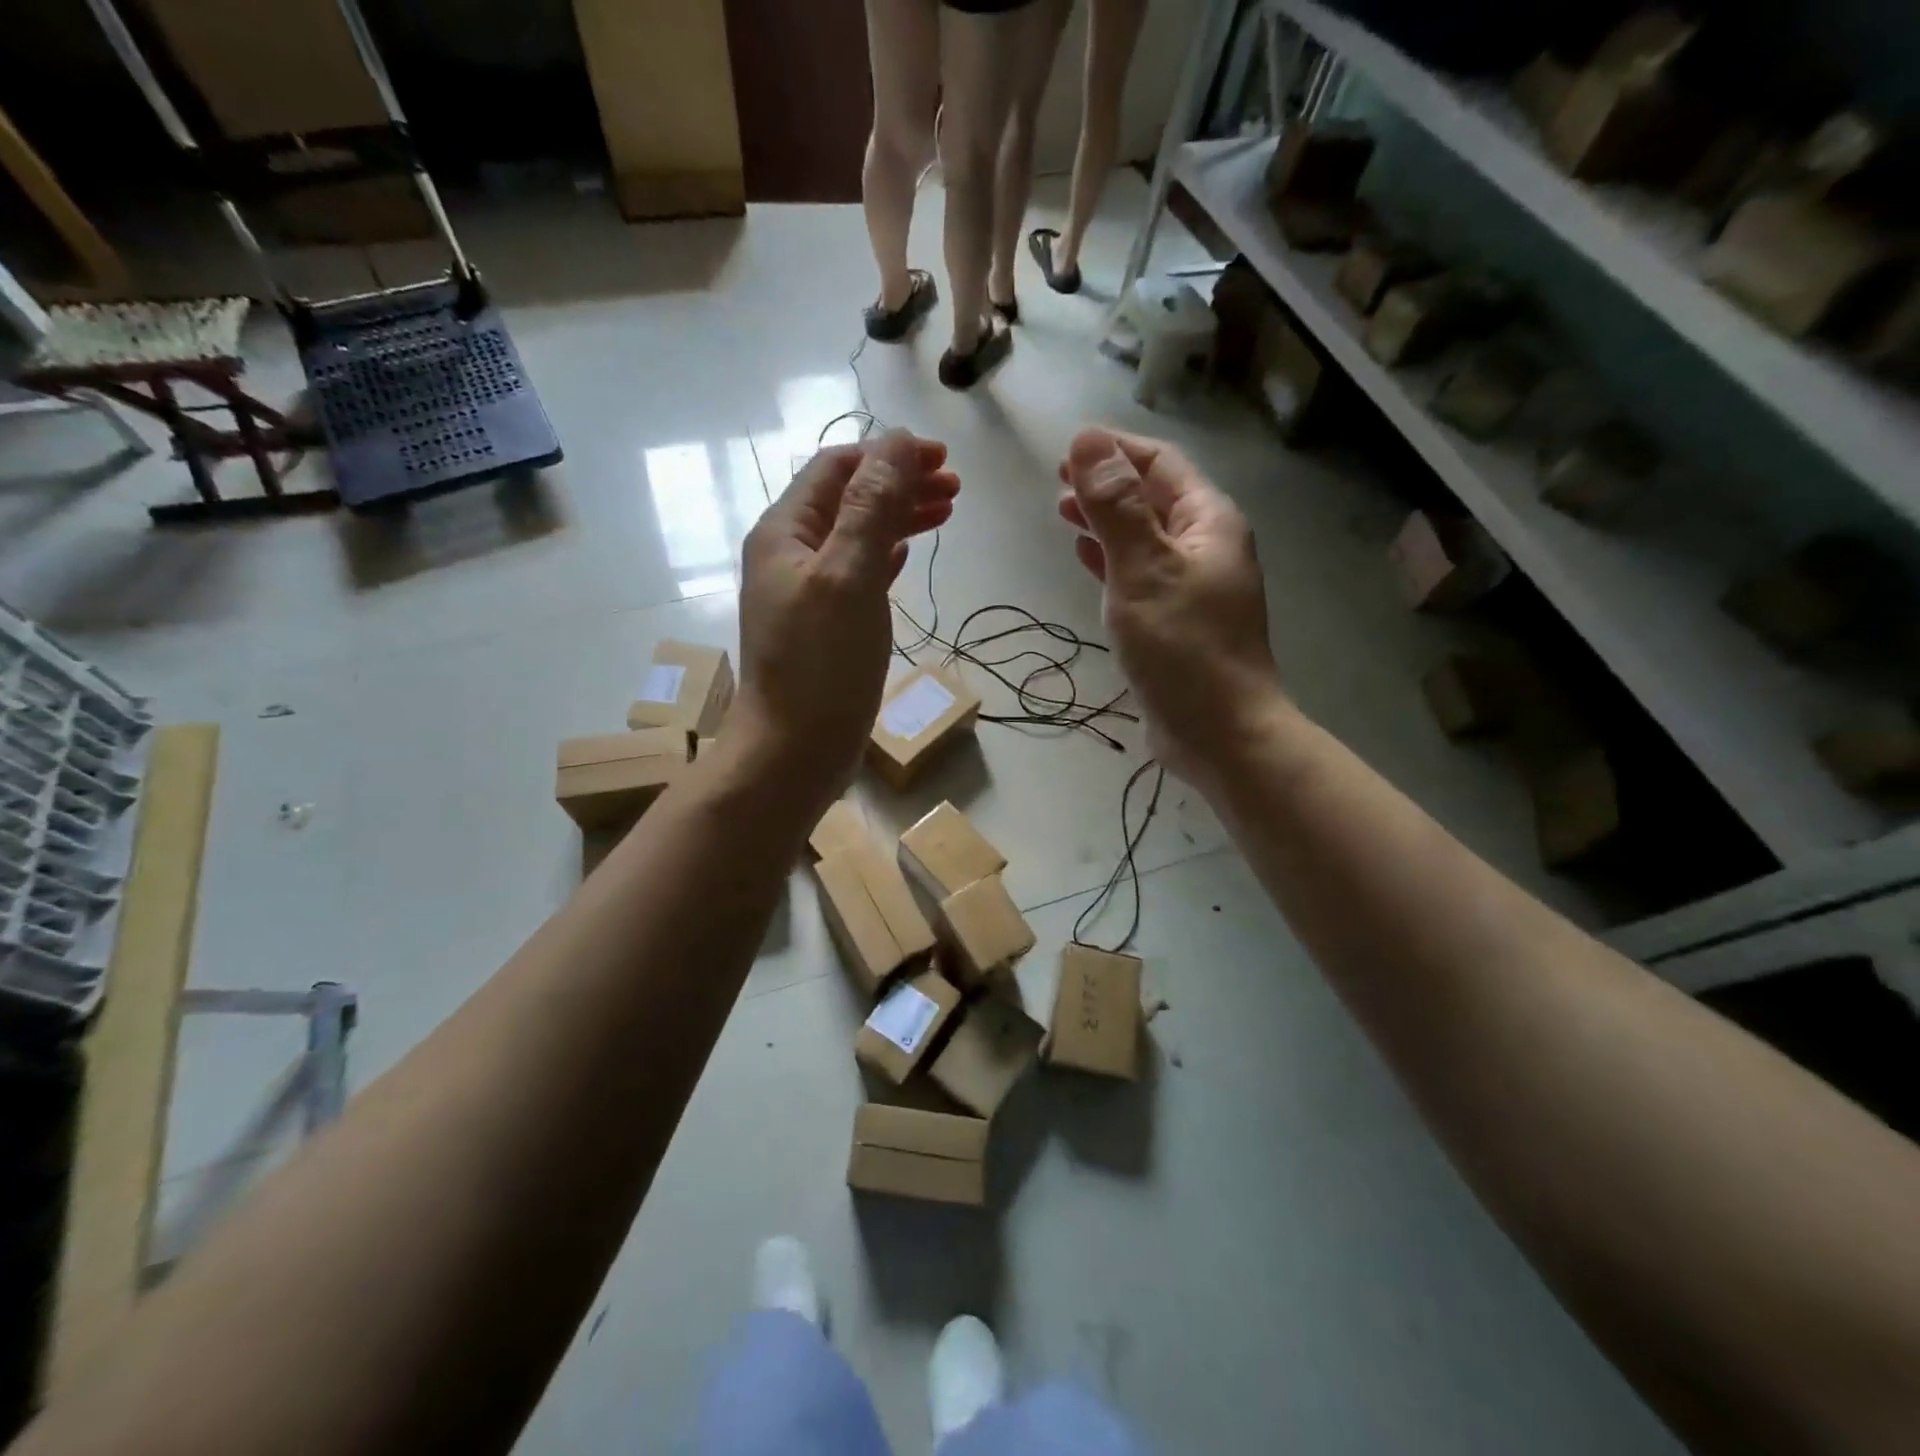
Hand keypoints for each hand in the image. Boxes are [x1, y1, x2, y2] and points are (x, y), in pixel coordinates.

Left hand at [735, 430, 958, 798]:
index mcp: (785, 531)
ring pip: (856, 535)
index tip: (941, 460)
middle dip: (899, 485)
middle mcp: (790, 553)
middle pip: (848, 499)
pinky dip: (886, 556)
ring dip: (898, 518)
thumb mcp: (849, 576)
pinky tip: (909, 555)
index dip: (888, 455)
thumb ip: (872, 507)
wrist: (792, 751)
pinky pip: (857, 573)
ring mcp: (806, 592)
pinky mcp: (823, 625)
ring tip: (945, 513)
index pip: (837, 468)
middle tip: (955, 489)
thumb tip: (898, 441)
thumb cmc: (821, 664)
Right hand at [1058, 427, 1282, 783]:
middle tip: (1056, 484)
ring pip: (1143, 535)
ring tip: (1063, 512)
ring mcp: (1192, 584)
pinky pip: (1140, 572)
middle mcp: (1205, 545)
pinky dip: (1112, 559)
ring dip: (1105, 520)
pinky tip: (1086, 558)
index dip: (1113, 451)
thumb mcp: (1144, 569)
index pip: (1159, 464)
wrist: (1219, 731)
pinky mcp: (1175, 618)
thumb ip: (1115, 506)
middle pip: (1152, 497)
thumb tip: (1088, 439)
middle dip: (1106, 484)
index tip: (1065, 452)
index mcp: (1207, 522)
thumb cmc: (1183, 647)